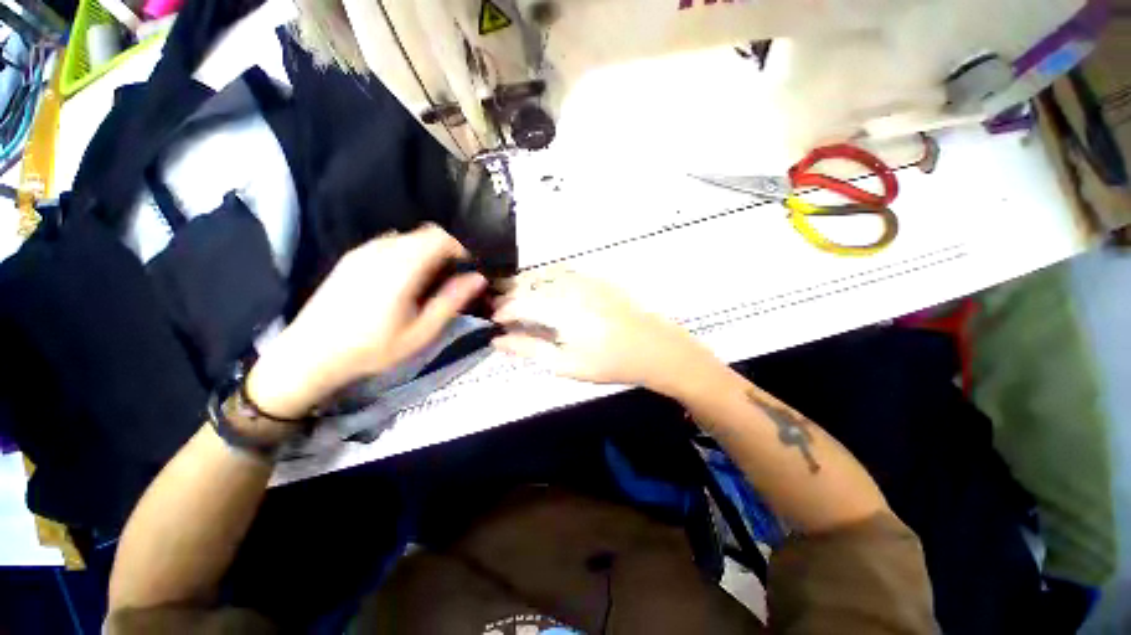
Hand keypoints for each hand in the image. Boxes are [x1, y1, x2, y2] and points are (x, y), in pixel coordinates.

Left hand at [246, 225, 485, 417]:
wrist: (309, 355)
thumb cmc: (372, 348)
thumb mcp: (421, 331)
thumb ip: (451, 300)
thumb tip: (478, 278)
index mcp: (400, 267)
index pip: (439, 237)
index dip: (460, 248)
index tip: (467, 270)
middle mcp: (381, 250)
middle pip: (424, 233)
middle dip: (445, 251)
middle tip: (451, 279)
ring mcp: (362, 252)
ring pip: (407, 237)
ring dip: (425, 252)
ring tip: (428, 282)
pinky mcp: (350, 258)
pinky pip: (388, 244)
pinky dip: (406, 253)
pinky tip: (402, 282)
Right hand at [491, 270, 718, 395]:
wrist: (654, 347)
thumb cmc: (609, 362)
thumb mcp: (566, 363)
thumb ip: (529, 349)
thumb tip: (498, 340)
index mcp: (559, 308)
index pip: (518, 303)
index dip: (501, 311)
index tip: (493, 321)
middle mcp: (568, 286)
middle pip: (528, 282)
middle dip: (509, 293)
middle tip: (500, 307)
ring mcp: (584, 278)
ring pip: (544, 274)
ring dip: (526, 283)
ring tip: (518, 298)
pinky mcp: (596, 277)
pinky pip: (563, 272)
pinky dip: (546, 278)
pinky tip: (546, 291)